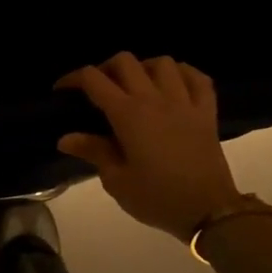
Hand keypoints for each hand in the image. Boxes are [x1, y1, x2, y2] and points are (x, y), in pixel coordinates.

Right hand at [55, 53, 247, 242]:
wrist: (209, 211)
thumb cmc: (157, 198)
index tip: (62, 91)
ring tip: (136, 86)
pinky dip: (182, 74)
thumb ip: (93, 152)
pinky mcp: (206, 112)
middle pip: (125, 62)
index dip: (73, 78)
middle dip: (105, 69)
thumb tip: (66, 138)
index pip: (94, 80)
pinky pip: (197, 77)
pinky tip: (173, 84)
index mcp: (128, 115)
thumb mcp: (117, 181)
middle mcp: (155, 99)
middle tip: (98, 89)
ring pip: (162, 63)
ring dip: (143, 68)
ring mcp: (185, 102)